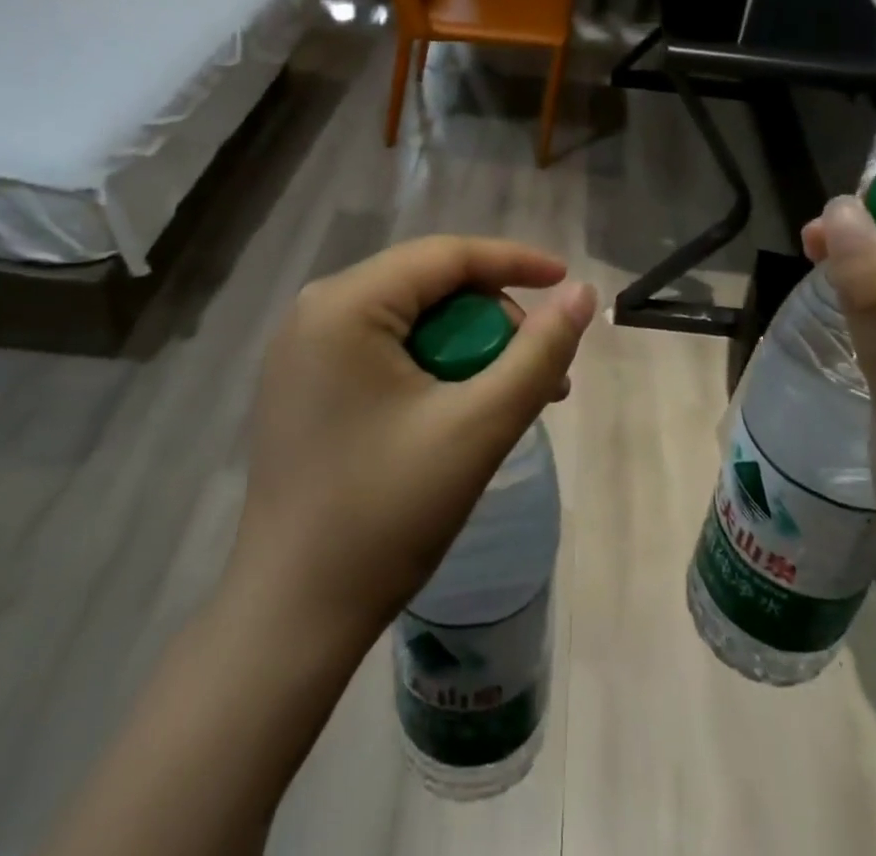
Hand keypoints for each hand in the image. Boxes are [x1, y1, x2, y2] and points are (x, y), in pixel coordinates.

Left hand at [221, 236, 596, 648]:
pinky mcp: (305, 383)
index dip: (515, 261)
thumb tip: (583, 294)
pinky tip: (464, 408)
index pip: (446, 256)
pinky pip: (385, 348)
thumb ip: (539, 353)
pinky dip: (434, 367)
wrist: (292, 619)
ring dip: (469, 348)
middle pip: (429, 286)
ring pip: (411, 318)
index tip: (569, 282)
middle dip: (494, 320)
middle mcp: (315, 310)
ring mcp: (304, 348)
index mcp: (344, 304)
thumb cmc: (386, 514)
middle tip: (541, 373)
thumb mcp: (478, 427)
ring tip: (513, 398)